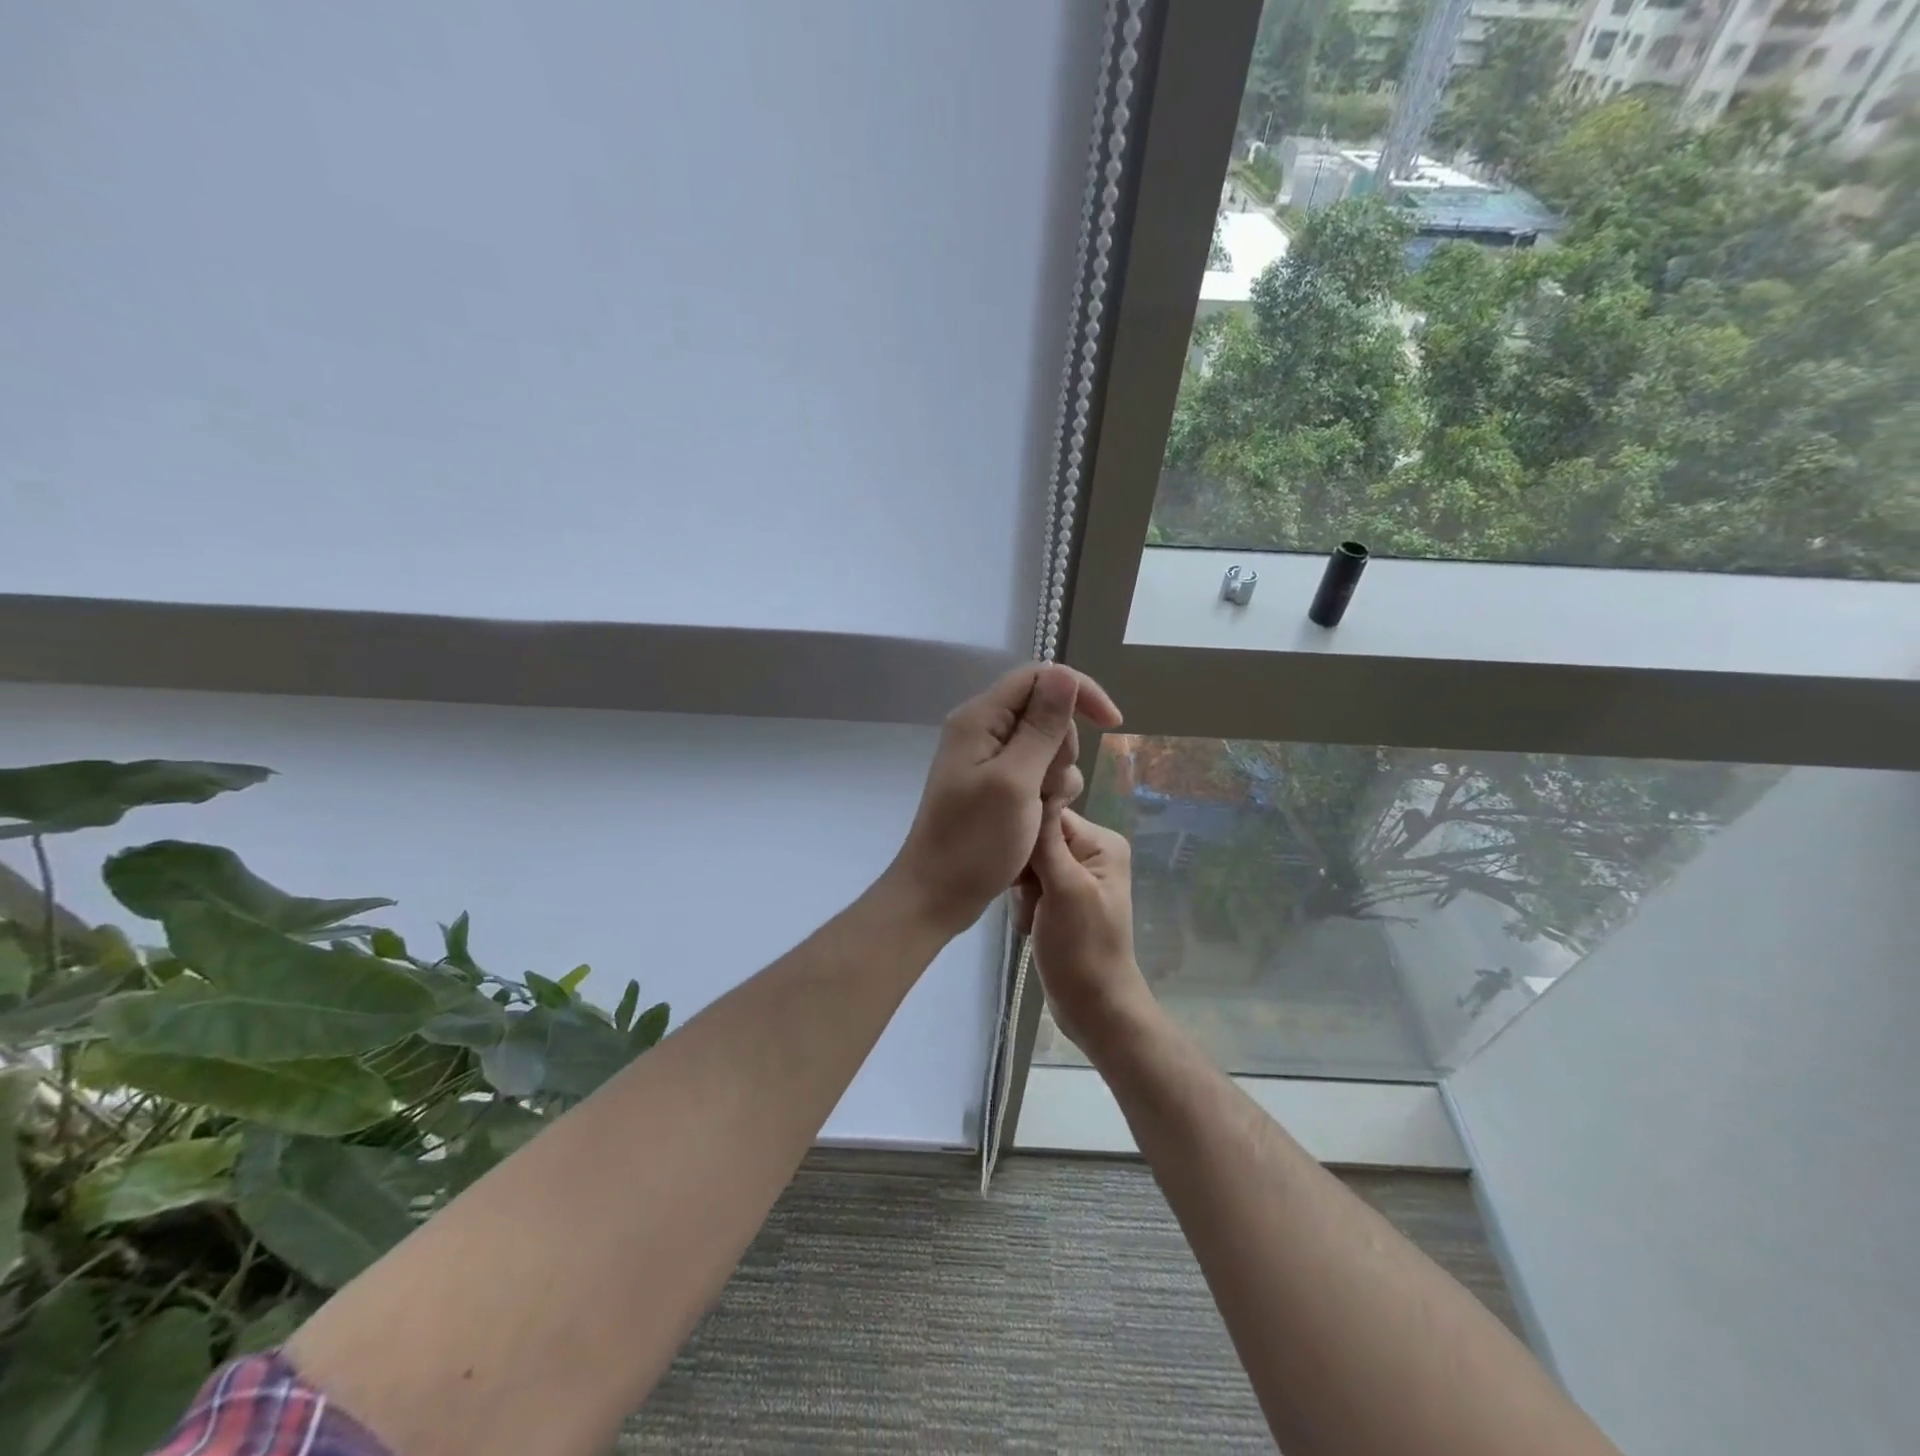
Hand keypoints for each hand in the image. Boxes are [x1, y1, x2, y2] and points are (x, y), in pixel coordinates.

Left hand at [887, 663, 1120, 935]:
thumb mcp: (1016, 782)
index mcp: (980, 719)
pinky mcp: (997, 785)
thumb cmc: (974, 842)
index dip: (1079, 692)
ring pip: (1048, 746)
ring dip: (1057, 777)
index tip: (1113, 724)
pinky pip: (1037, 773)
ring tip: (1040, 811)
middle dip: (1063, 748)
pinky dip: (1047, 794)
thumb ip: (1042, 727)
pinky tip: (1039, 821)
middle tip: (1048, 788)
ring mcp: (989, 759)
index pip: (1040, 676)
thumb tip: (1066, 675)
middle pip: (1047, 712)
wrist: (938, 895)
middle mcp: (983, 730)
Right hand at [1015, 808, 1156, 1056]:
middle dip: (1025, 871)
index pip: (1050, 815)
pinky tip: (1031, 928)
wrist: (1093, 1006)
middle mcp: (1090, 853)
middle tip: (1032, 900)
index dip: (1027, 837)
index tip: (1019, 867)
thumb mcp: (1065, 888)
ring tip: (1033, 919)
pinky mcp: (1060, 899)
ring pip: (1028, 865)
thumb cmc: (1082, 947)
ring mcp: (1075, 878)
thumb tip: (1037, 788)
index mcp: (1101, 842)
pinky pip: (1030, 887)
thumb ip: (1047, 840)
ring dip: (1022, 893)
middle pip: (1036, 839)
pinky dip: (1024, 906)